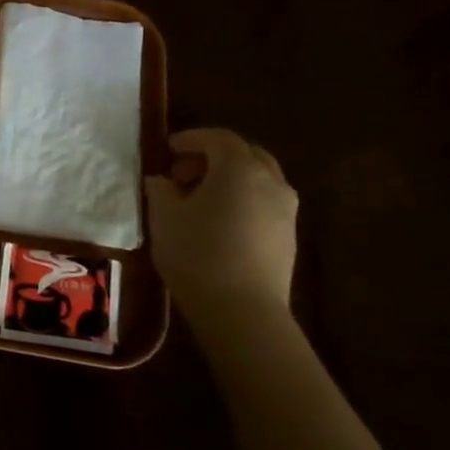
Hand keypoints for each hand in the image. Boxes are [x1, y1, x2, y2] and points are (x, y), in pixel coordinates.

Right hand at [146, 128, 297, 319]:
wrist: (242, 310)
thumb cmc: (197, 254)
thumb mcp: (163, 217)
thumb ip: (161, 189)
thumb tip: (162, 181)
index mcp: (239, 169)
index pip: (217, 138)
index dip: (191, 139)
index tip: (167, 149)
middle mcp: (270, 181)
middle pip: (245, 154)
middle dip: (214, 156)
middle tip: (183, 173)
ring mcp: (286, 209)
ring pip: (258, 178)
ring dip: (230, 179)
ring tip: (200, 199)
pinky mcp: (289, 236)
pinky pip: (264, 202)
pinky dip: (242, 199)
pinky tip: (219, 222)